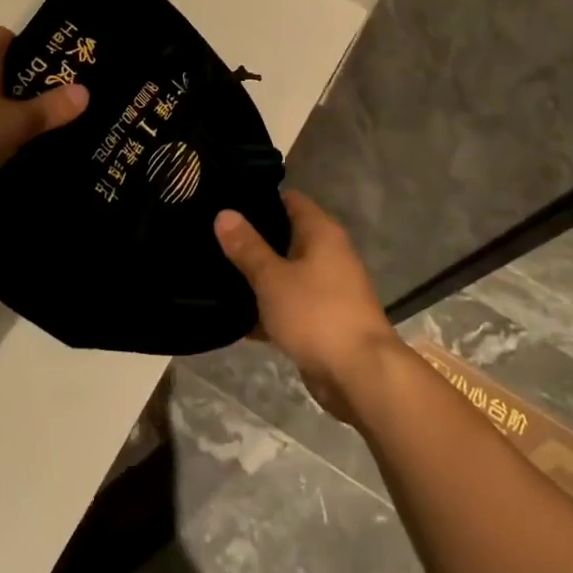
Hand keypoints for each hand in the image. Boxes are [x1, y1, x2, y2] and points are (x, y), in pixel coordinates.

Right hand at [213, 192, 401, 423]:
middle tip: (212, 237)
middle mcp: (328, 254)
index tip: (227, 200)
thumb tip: (224, 213)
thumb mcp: (273, 278)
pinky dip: (267, 309)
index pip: (290, 200)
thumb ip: (248, 247)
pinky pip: (289, 305)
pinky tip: (233, 317)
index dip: (261, 198)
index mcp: (321, 233)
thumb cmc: (317, 314)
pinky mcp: (322, 320)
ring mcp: (327, 289)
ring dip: (258, 276)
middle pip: (286, 236)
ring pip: (285, 273)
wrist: (359, 374)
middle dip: (253, 239)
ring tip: (215, 273)